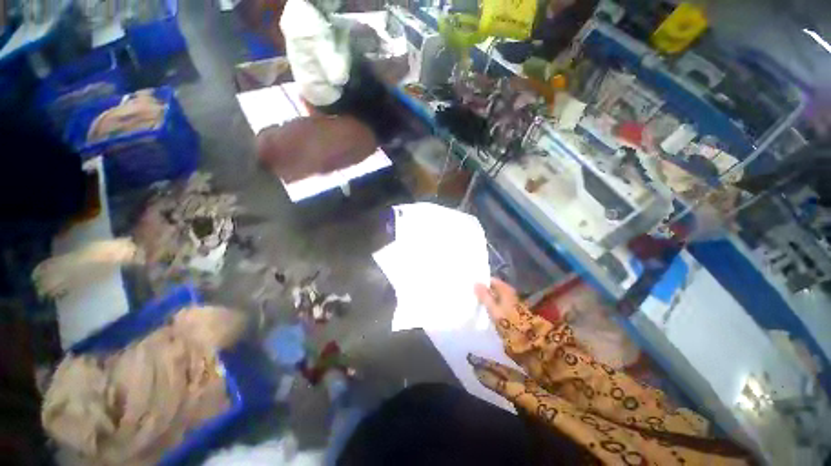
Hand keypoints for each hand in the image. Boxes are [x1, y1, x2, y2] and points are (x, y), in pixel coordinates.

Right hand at [474, 278, 520, 321]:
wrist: (525, 337)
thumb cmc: (507, 320)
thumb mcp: (493, 308)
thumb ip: (484, 295)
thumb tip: (475, 283)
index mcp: (505, 289)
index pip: (490, 280)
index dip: (481, 282)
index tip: (471, 285)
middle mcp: (508, 292)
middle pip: (492, 288)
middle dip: (483, 290)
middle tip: (470, 293)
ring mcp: (509, 301)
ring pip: (494, 296)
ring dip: (486, 298)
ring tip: (474, 300)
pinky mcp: (509, 310)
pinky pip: (497, 303)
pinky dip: (490, 304)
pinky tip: (483, 308)